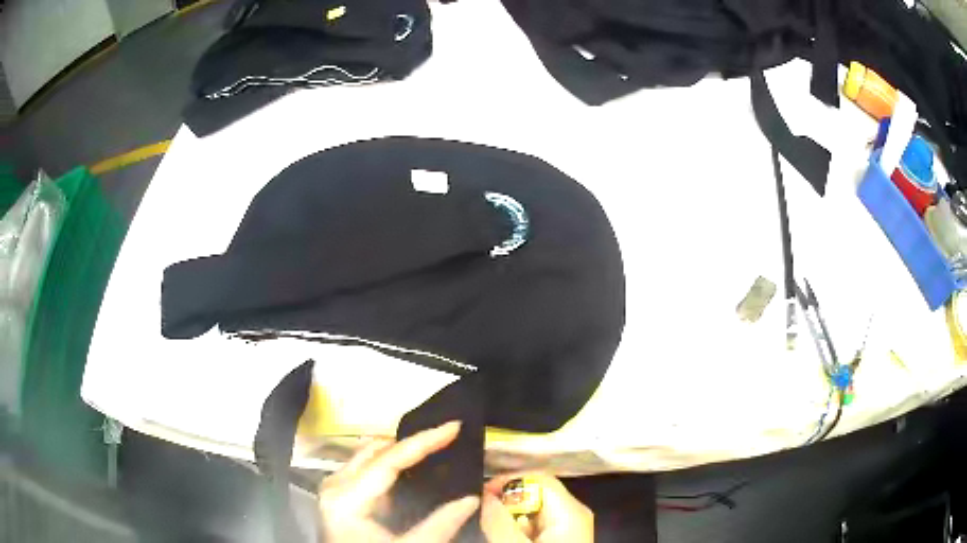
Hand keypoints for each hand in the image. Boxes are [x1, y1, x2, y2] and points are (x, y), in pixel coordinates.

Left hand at [318, 421, 479, 541]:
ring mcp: (336, 490)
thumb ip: (440, 525)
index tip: (454, 427)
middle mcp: (336, 485)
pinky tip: (414, 469)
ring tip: (435, 449)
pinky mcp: (341, 497)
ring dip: (402, 452)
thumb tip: (472, 499)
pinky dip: (392, 466)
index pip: (388, 459)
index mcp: (346, 497)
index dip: (424, 441)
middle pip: (376, 451)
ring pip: (371, 456)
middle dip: (412, 442)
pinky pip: (367, 470)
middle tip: (447, 438)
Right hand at [481, 473, 592, 541]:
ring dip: (510, 517)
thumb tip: (485, 496)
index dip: (507, 480)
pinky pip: (537, 524)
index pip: (537, 477)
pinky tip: (509, 537)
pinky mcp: (563, 537)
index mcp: (572, 507)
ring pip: (533, 511)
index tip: (481, 493)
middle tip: (484, 515)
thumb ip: (500, 521)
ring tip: (494, 529)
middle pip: (533, 494)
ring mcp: (570, 526)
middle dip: (506, 502)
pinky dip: (519, 528)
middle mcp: (574, 511)